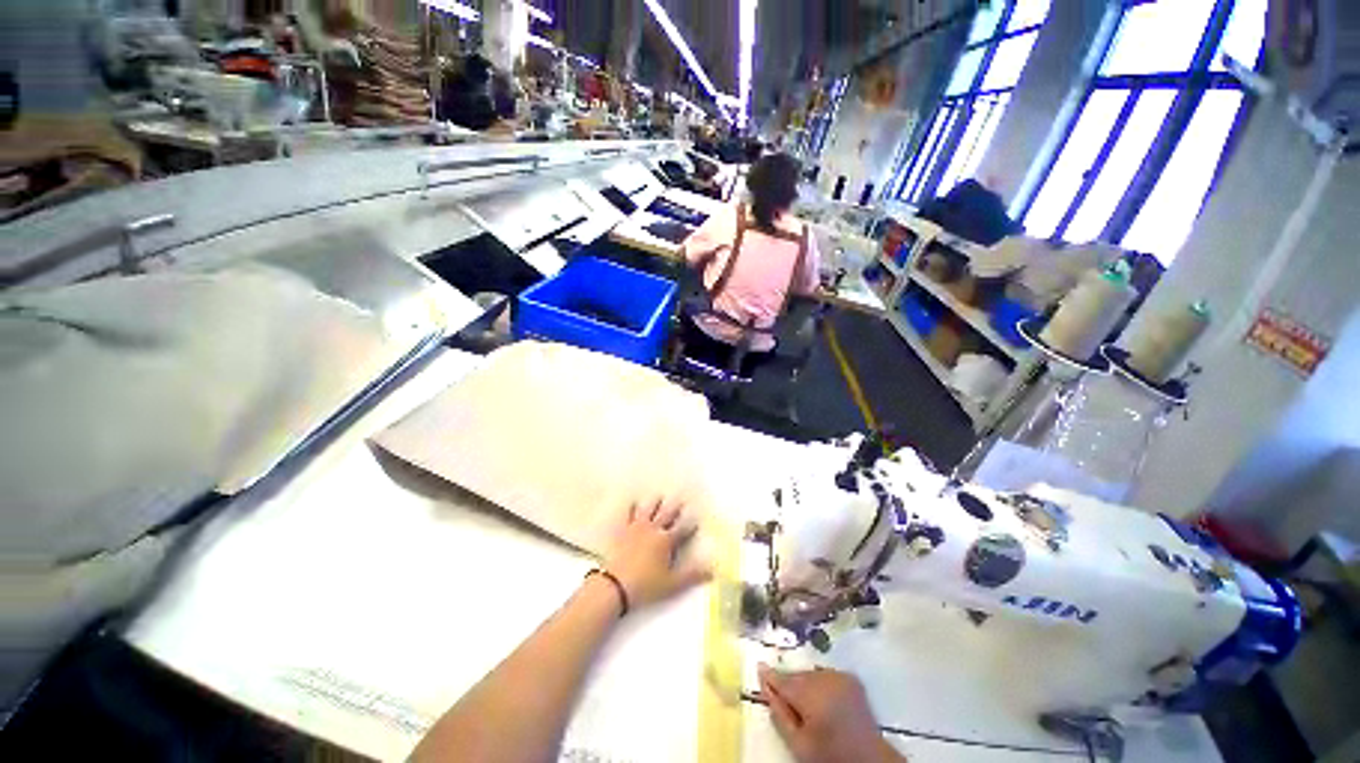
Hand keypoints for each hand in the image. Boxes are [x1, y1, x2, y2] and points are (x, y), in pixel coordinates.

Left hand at [602, 501, 710, 610]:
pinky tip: (632, 502)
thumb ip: (692, 575)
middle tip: (681, 498)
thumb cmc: (646, 585)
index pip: (682, 528)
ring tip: (659, 496)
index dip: (691, 523)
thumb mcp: (672, 584)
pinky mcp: (622, 530)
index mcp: (666, 540)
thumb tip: (713, 569)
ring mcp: (637, 527)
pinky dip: (631, 507)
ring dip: (655, 502)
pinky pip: (628, 514)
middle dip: (675, 506)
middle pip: (667, 514)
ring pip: (648, 509)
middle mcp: (653, 529)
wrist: (615, 585)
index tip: (697, 516)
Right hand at [758, 665, 902, 762]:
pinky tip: (821, 700)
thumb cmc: (830, 756)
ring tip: (804, 704)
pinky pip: (825, 675)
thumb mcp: (798, 744)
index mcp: (812, 695)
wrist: (871, 761)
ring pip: (810, 674)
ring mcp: (840, 675)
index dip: (769, 676)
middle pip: (797, 675)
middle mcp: (826, 678)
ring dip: (803, 683)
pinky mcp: (851, 677)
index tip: (758, 668)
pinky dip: (819, 683)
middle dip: (788, 683)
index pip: (783, 679)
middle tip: (783, 698)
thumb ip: (779, 714)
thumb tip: (764, 685)